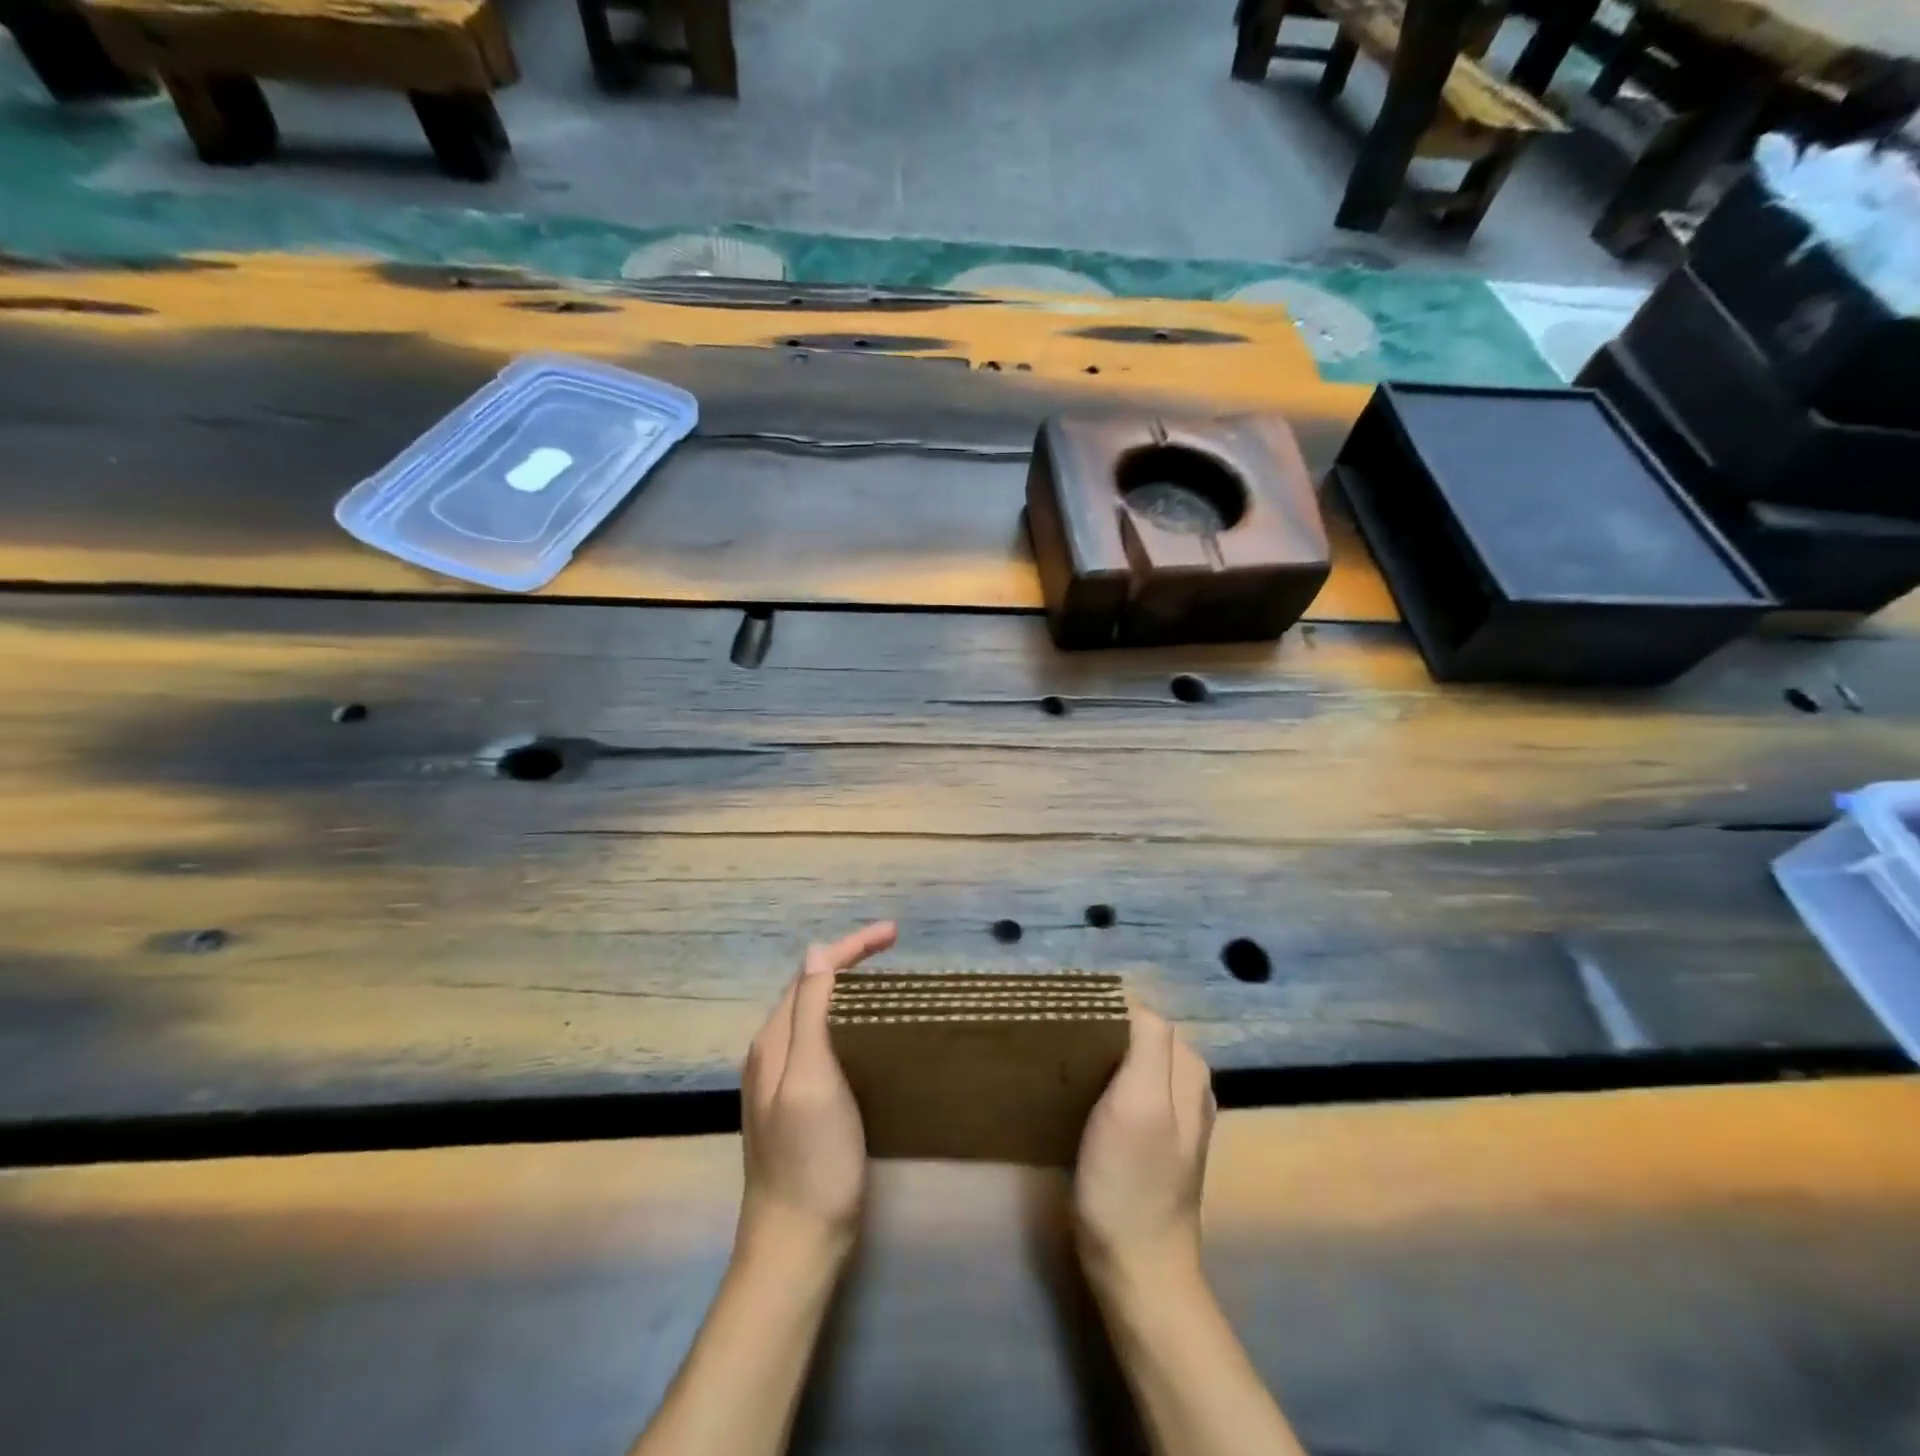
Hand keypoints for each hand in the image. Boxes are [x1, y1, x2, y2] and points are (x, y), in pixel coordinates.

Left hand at [738, 921, 897, 1263]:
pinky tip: (868, 1029)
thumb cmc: (810, 1158)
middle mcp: (772, 1052)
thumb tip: (816, 952)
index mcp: (774, 1040)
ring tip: (885, 977)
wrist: (796, 1243)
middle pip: (811, 987)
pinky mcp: (800, 1102)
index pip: (812, 972)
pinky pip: (823, 1039)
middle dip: (849, 959)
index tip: (894, 933)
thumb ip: (810, 1013)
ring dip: (847, 986)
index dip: (851, 946)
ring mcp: (783, 1079)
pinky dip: (847, 1018)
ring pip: (816, 1012)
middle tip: (893, 948)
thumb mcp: (810, 1078)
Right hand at [1073, 1004, 1215, 1290]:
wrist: (1137, 1269)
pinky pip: (1129, 1087)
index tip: (1065, 1019)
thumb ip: (1147, 1044)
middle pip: (1139, 1033)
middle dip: (1102, 1028)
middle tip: (1059, 1040)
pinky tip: (1081, 1093)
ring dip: (1101, 1054)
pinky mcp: (1153, 1138)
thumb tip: (1131, 999)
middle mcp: (1187, 1083)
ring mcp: (1173, 1113)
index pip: (1142, 1013)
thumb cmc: (1130, 1183)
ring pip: (1133, 1059)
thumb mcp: (1139, 1104)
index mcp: (1187, 1068)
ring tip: (1063, 1061)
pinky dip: (1105, 1080)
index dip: (1104, 1010)